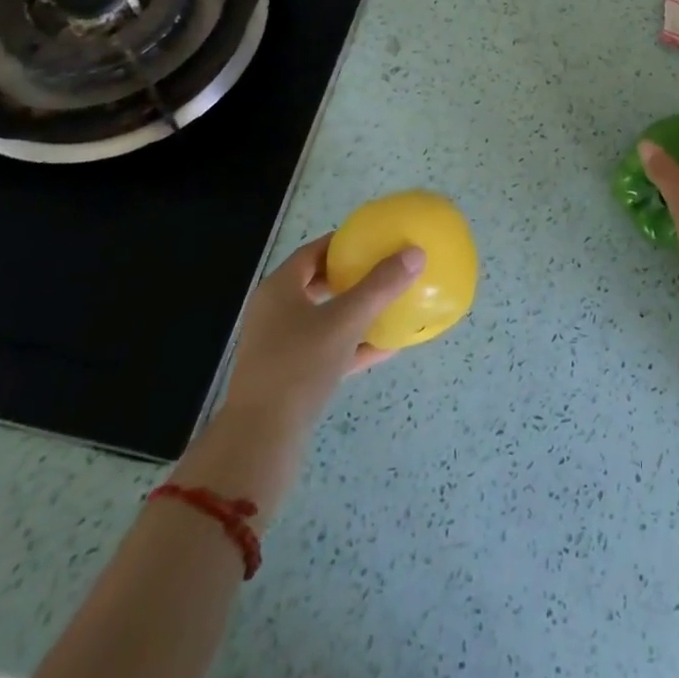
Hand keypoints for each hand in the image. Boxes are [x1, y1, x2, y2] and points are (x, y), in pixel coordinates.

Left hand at [221, 234, 425, 432]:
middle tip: (382, 268)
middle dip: (350, 276)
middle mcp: (275, 312)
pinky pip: (326, 350)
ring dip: (353, 311)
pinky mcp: (290, 377)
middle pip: (316, 283)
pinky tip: (387, 346)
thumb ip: (380, 286)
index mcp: (279, 288)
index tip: (373, 239)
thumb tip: (415, 253)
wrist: (262, 438)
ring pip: (322, 318)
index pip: (313, 252)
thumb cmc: (299, 365)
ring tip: (388, 304)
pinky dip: (352, 344)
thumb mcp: (345, 321)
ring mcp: (280, 346)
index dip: (342, 242)